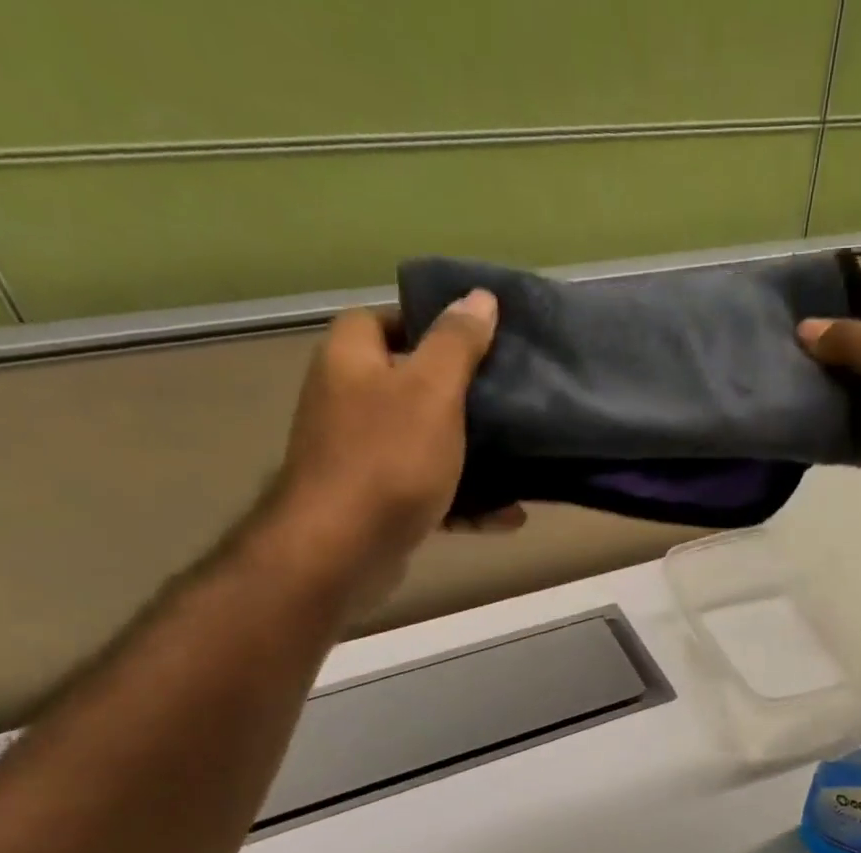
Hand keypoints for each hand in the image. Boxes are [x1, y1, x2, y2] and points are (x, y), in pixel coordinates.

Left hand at [267, 293, 522, 603]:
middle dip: (459, 397)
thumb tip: (480, 297)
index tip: (477, 343)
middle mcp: (348, 402)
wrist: (343, 548)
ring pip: (425, 445)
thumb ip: (457, 344)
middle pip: (409, 386)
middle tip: (506, 403)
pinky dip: (465, 504)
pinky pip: (430, 495)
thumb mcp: (432, 392)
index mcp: (352, 361)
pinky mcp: (378, 505)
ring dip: (470, 457)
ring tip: (517, 464)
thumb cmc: (388, 459)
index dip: (428, 325)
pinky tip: (506, 516)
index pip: (383, 321)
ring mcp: (361, 458)